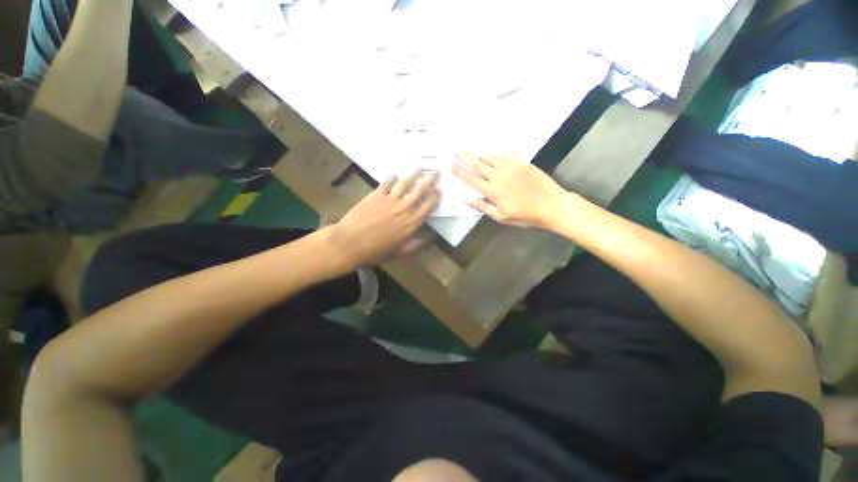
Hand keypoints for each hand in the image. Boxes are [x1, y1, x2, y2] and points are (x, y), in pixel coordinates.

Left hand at [327, 169, 439, 269]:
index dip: (435, 196)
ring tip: (419, 168)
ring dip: (414, 173)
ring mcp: (390, 198)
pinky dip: (393, 177)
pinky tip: (395, 176)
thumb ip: (416, 245)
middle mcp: (405, 207)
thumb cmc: (376, 251)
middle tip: (436, 171)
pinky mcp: (376, 194)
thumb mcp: (400, 252)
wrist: (351, 242)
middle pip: (421, 189)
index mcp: (412, 222)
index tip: (439, 190)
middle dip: (430, 179)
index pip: (429, 205)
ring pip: (406, 182)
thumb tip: (430, 240)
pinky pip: (387, 181)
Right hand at [452, 151, 567, 227]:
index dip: (459, 172)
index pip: (471, 179)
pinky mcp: (523, 162)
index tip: (451, 165)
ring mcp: (512, 167)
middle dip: (465, 157)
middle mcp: (499, 176)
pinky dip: (499, 150)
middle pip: (478, 164)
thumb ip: (483, 207)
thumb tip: (467, 199)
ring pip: (491, 156)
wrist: (552, 205)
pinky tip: (494, 147)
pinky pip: (508, 152)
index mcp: (493, 191)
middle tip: (455, 151)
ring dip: (479, 152)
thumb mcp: (501, 217)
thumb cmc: (525, 215)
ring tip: (470, 148)